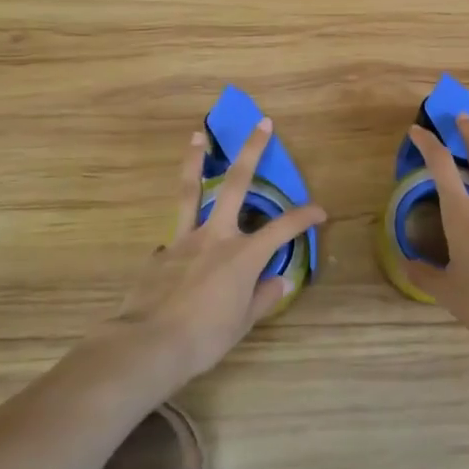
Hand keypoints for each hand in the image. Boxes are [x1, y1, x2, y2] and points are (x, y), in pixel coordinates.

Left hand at [108, 118, 325, 385]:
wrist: (148, 344)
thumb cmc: (204, 338)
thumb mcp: (243, 323)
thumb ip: (263, 298)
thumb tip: (279, 283)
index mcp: (243, 255)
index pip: (283, 228)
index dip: (305, 216)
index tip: (320, 211)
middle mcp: (216, 237)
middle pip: (237, 184)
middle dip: (252, 151)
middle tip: (261, 124)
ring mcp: (184, 240)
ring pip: (191, 191)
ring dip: (196, 160)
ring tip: (197, 136)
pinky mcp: (160, 253)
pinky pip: (175, 237)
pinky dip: (182, 235)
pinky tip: (179, 249)